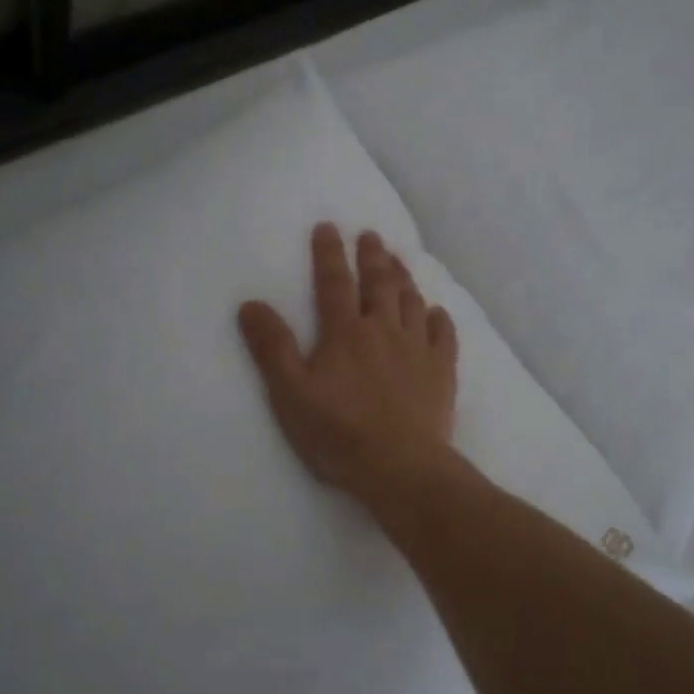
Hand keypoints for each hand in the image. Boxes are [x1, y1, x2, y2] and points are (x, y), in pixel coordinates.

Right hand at [238, 223, 458, 505]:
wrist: (400, 467)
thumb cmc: (338, 433)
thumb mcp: (290, 394)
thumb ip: (272, 348)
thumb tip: (250, 304)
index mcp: (345, 333)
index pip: (334, 282)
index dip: (329, 253)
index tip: (328, 227)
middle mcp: (383, 330)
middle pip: (378, 283)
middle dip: (372, 256)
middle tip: (371, 234)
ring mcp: (417, 349)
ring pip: (411, 302)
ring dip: (403, 277)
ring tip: (398, 259)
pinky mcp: (441, 371)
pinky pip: (443, 335)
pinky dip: (439, 319)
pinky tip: (436, 312)